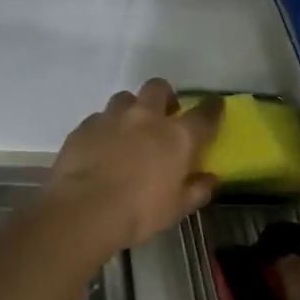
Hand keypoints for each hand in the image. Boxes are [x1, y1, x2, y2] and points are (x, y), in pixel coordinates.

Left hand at [46, 79, 221, 250]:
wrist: (85, 209)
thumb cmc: (140, 212)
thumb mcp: (177, 208)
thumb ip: (197, 190)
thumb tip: (211, 179)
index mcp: (177, 136)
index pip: (204, 114)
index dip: (212, 107)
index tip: (214, 105)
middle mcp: (146, 117)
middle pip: (158, 88)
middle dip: (164, 96)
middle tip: (162, 115)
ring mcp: (113, 117)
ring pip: (125, 98)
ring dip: (131, 109)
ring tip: (128, 130)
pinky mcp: (85, 125)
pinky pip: (99, 117)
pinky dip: (105, 128)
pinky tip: (101, 146)